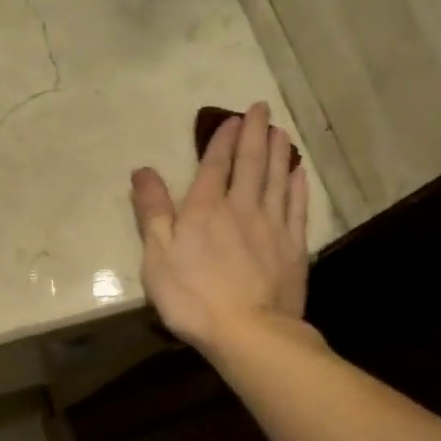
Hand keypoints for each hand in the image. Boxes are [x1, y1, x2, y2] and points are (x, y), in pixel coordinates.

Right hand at [130, 101, 310, 351]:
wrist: (248, 331)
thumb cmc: (192, 296)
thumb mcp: (157, 255)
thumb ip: (152, 211)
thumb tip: (142, 171)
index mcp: (204, 209)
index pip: (214, 165)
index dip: (221, 140)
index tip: (230, 118)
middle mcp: (241, 208)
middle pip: (250, 163)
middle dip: (254, 134)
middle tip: (261, 108)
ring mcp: (272, 226)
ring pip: (277, 179)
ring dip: (278, 152)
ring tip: (279, 130)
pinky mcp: (293, 247)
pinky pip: (297, 207)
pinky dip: (297, 186)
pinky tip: (298, 173)